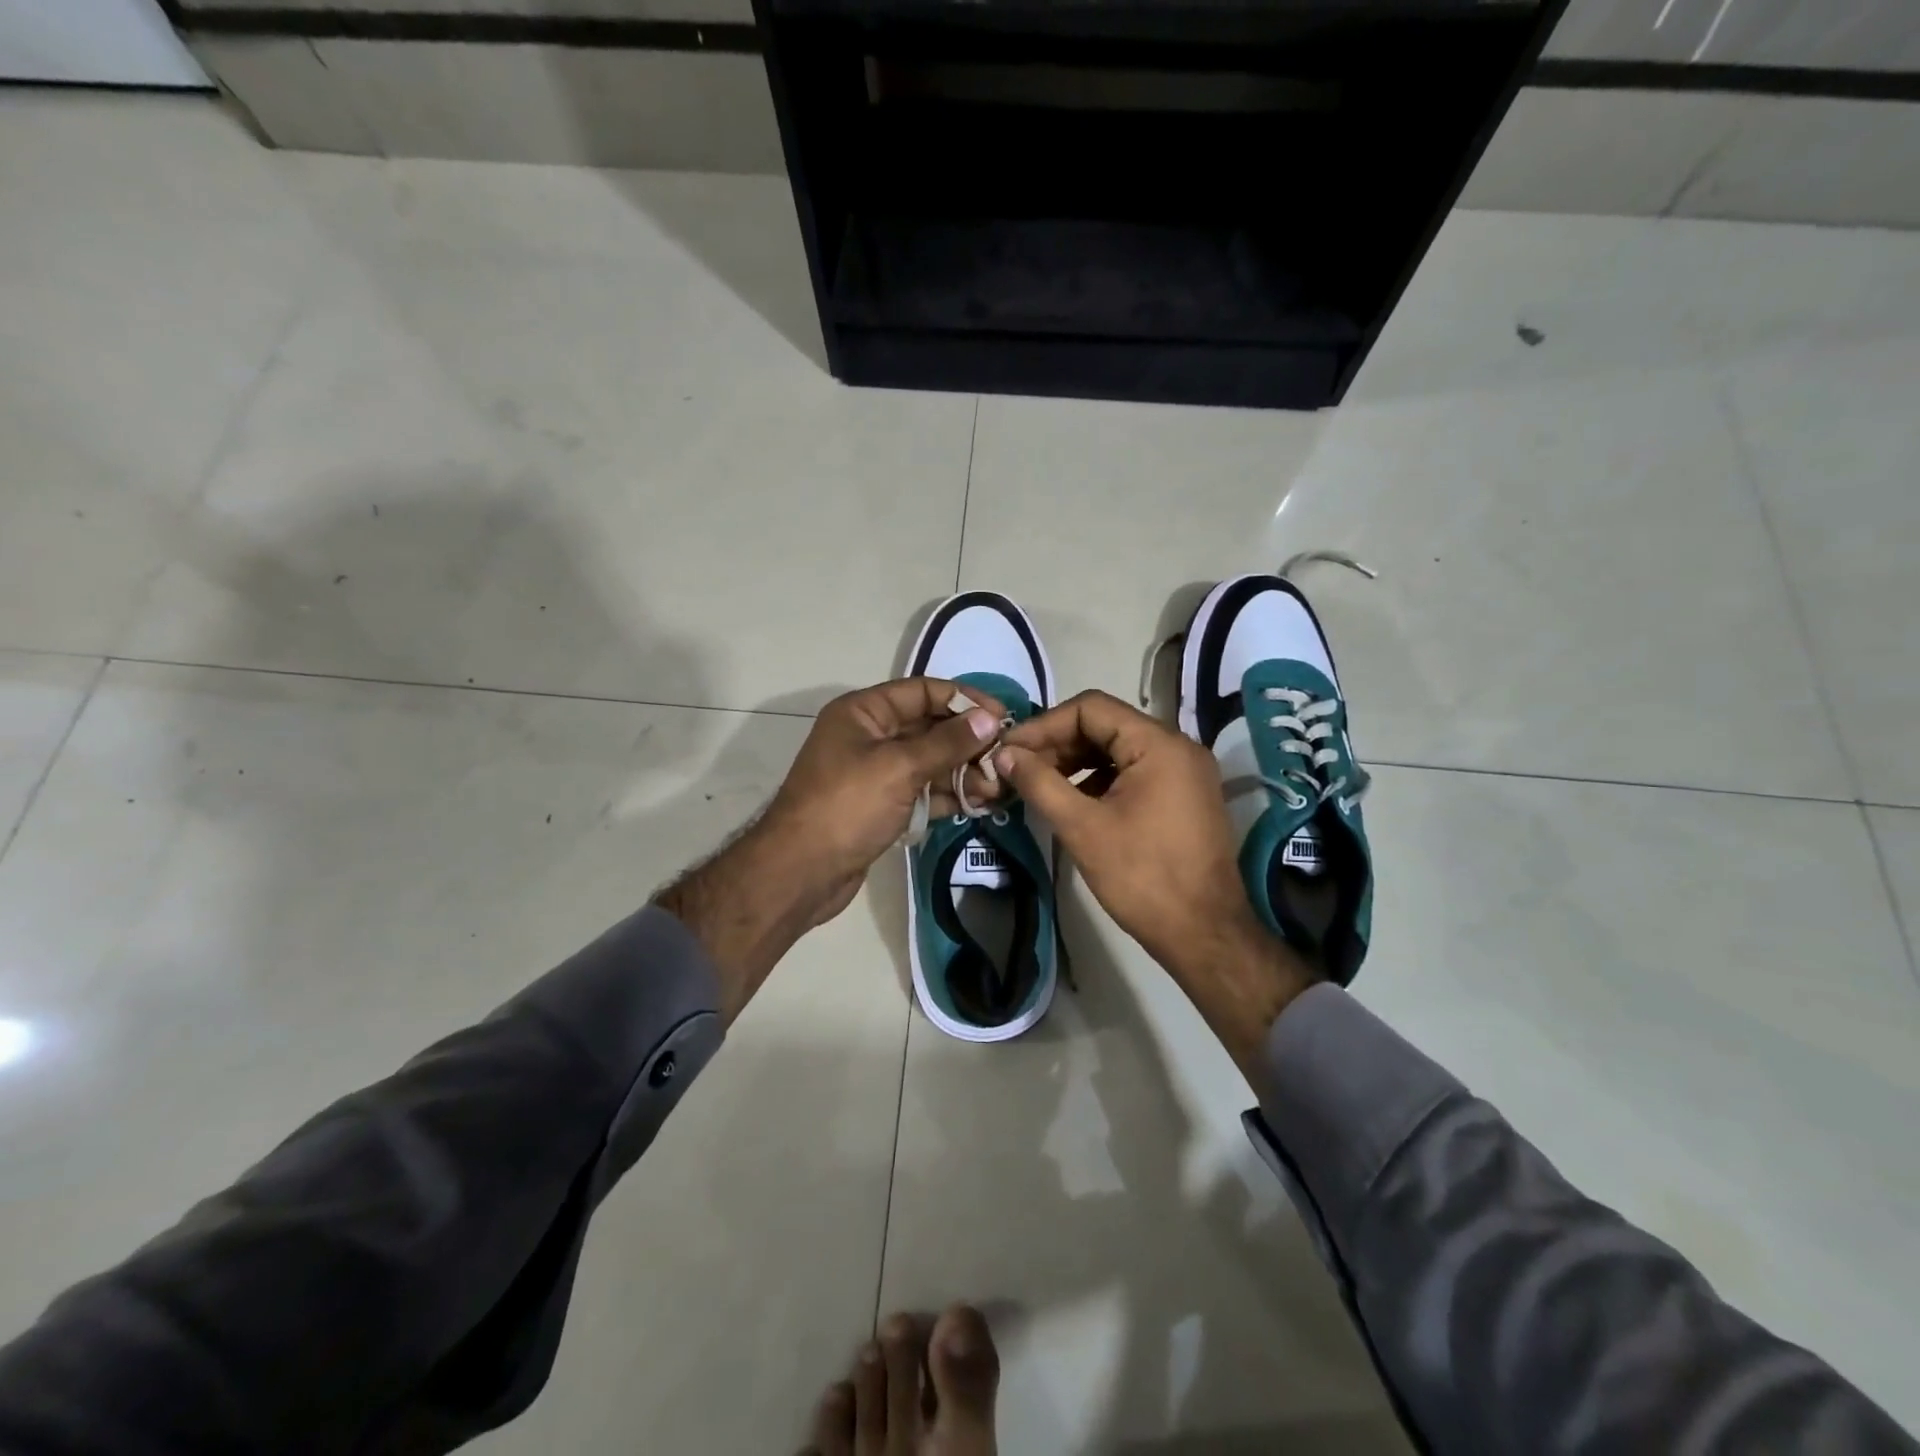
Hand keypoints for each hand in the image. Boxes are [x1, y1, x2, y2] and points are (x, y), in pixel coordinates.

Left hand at [760, 678, 1006, 921]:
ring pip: (928, 762)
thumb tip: (989, 719)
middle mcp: (869, 736)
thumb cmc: (847, 807)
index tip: (1001, 717)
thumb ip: (947, 743)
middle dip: (967, 742)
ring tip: (996, 789)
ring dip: (962, 772)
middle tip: (1004, 759)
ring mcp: (875, 773)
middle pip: (929, 727)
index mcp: (864, 713)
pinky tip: (977, 804)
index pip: (922, 691)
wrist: (800, 873)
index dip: (963, 700)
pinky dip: (947, 795)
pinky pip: (921, 790)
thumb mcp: (900, 768)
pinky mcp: (881, 806)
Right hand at [996, 691, 1318, 1074]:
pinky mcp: (1183, 797)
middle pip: (1105, 725)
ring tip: (1037, 785)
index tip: (1010, 750)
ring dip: (1074, 763)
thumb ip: (1039, 783)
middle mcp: (1177, 747)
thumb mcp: (1082, 827)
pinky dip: (1098, 781)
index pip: (1091, 708)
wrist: (1203, 934)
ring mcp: (1184, 773)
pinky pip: (1133, 772)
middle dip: (1057, 744)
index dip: (1045, 725)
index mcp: (1159, 744)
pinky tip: (1070, 802)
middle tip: (1017, 769)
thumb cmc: (1142, 878)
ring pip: (1117, 750)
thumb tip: (1003, 754)